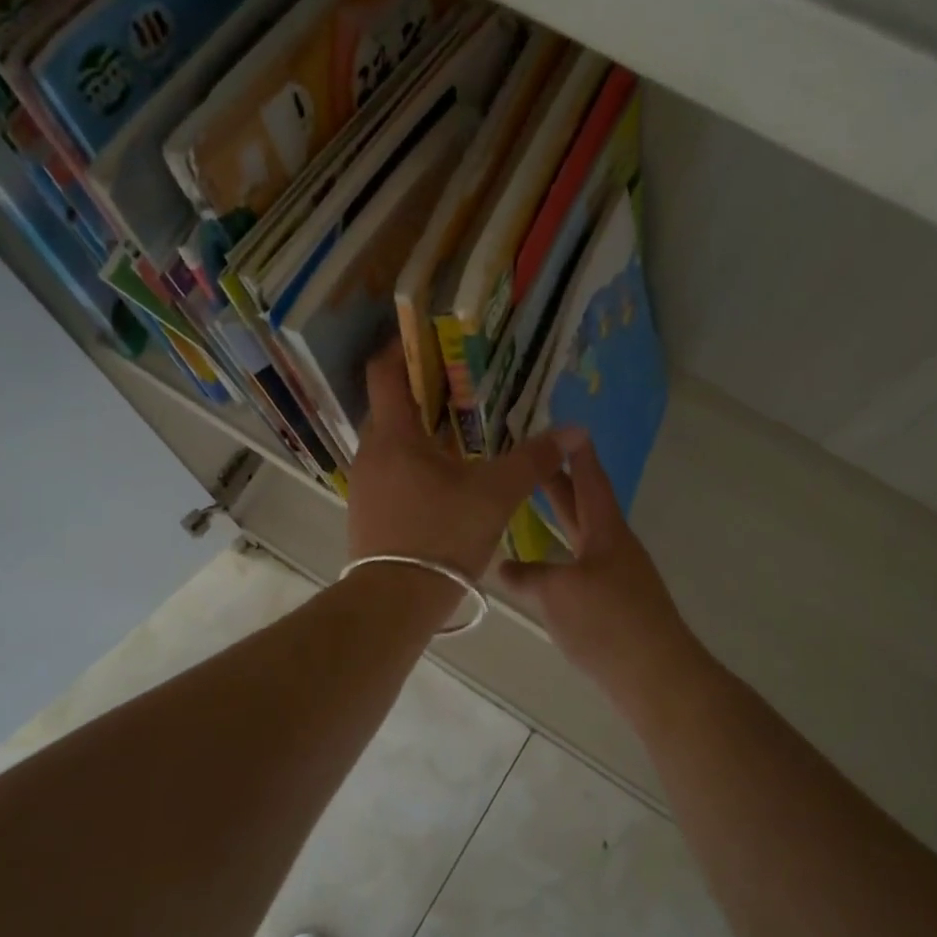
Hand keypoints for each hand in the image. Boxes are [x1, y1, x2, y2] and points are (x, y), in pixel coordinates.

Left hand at [348, 344, 579, 580]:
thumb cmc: (441, 536)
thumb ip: (533, 460)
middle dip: (421, 392)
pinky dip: (413, 462)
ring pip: (391, 442)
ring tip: (458, 431)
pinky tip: (443, 478)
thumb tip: (573, 430)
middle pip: (390, 406)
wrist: (394, 601)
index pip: (385, 372)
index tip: (427, 335)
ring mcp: (363, 484)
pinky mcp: (366, 510)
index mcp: (394, 436)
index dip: (402, 347)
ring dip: (419, 431)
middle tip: (460, 386)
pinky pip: (389, 470)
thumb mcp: (495, 495)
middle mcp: (370, 452)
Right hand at [498, 437, 695, 690]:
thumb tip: (501, 565)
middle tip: (535, 458)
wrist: (656, 677)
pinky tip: (545, 565)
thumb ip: (526, 576)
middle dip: (560, 482)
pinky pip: (582, 564)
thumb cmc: (607, 622)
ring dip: (560, 517)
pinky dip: (562, 553)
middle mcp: (614, 547)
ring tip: (533, 503)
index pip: (590, 481)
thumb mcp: (556, 594)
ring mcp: (617, 576)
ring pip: (583, 536)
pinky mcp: (614, 604)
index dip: (577, 454)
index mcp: (607, 532)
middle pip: (584, 505)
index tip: (567, 428)